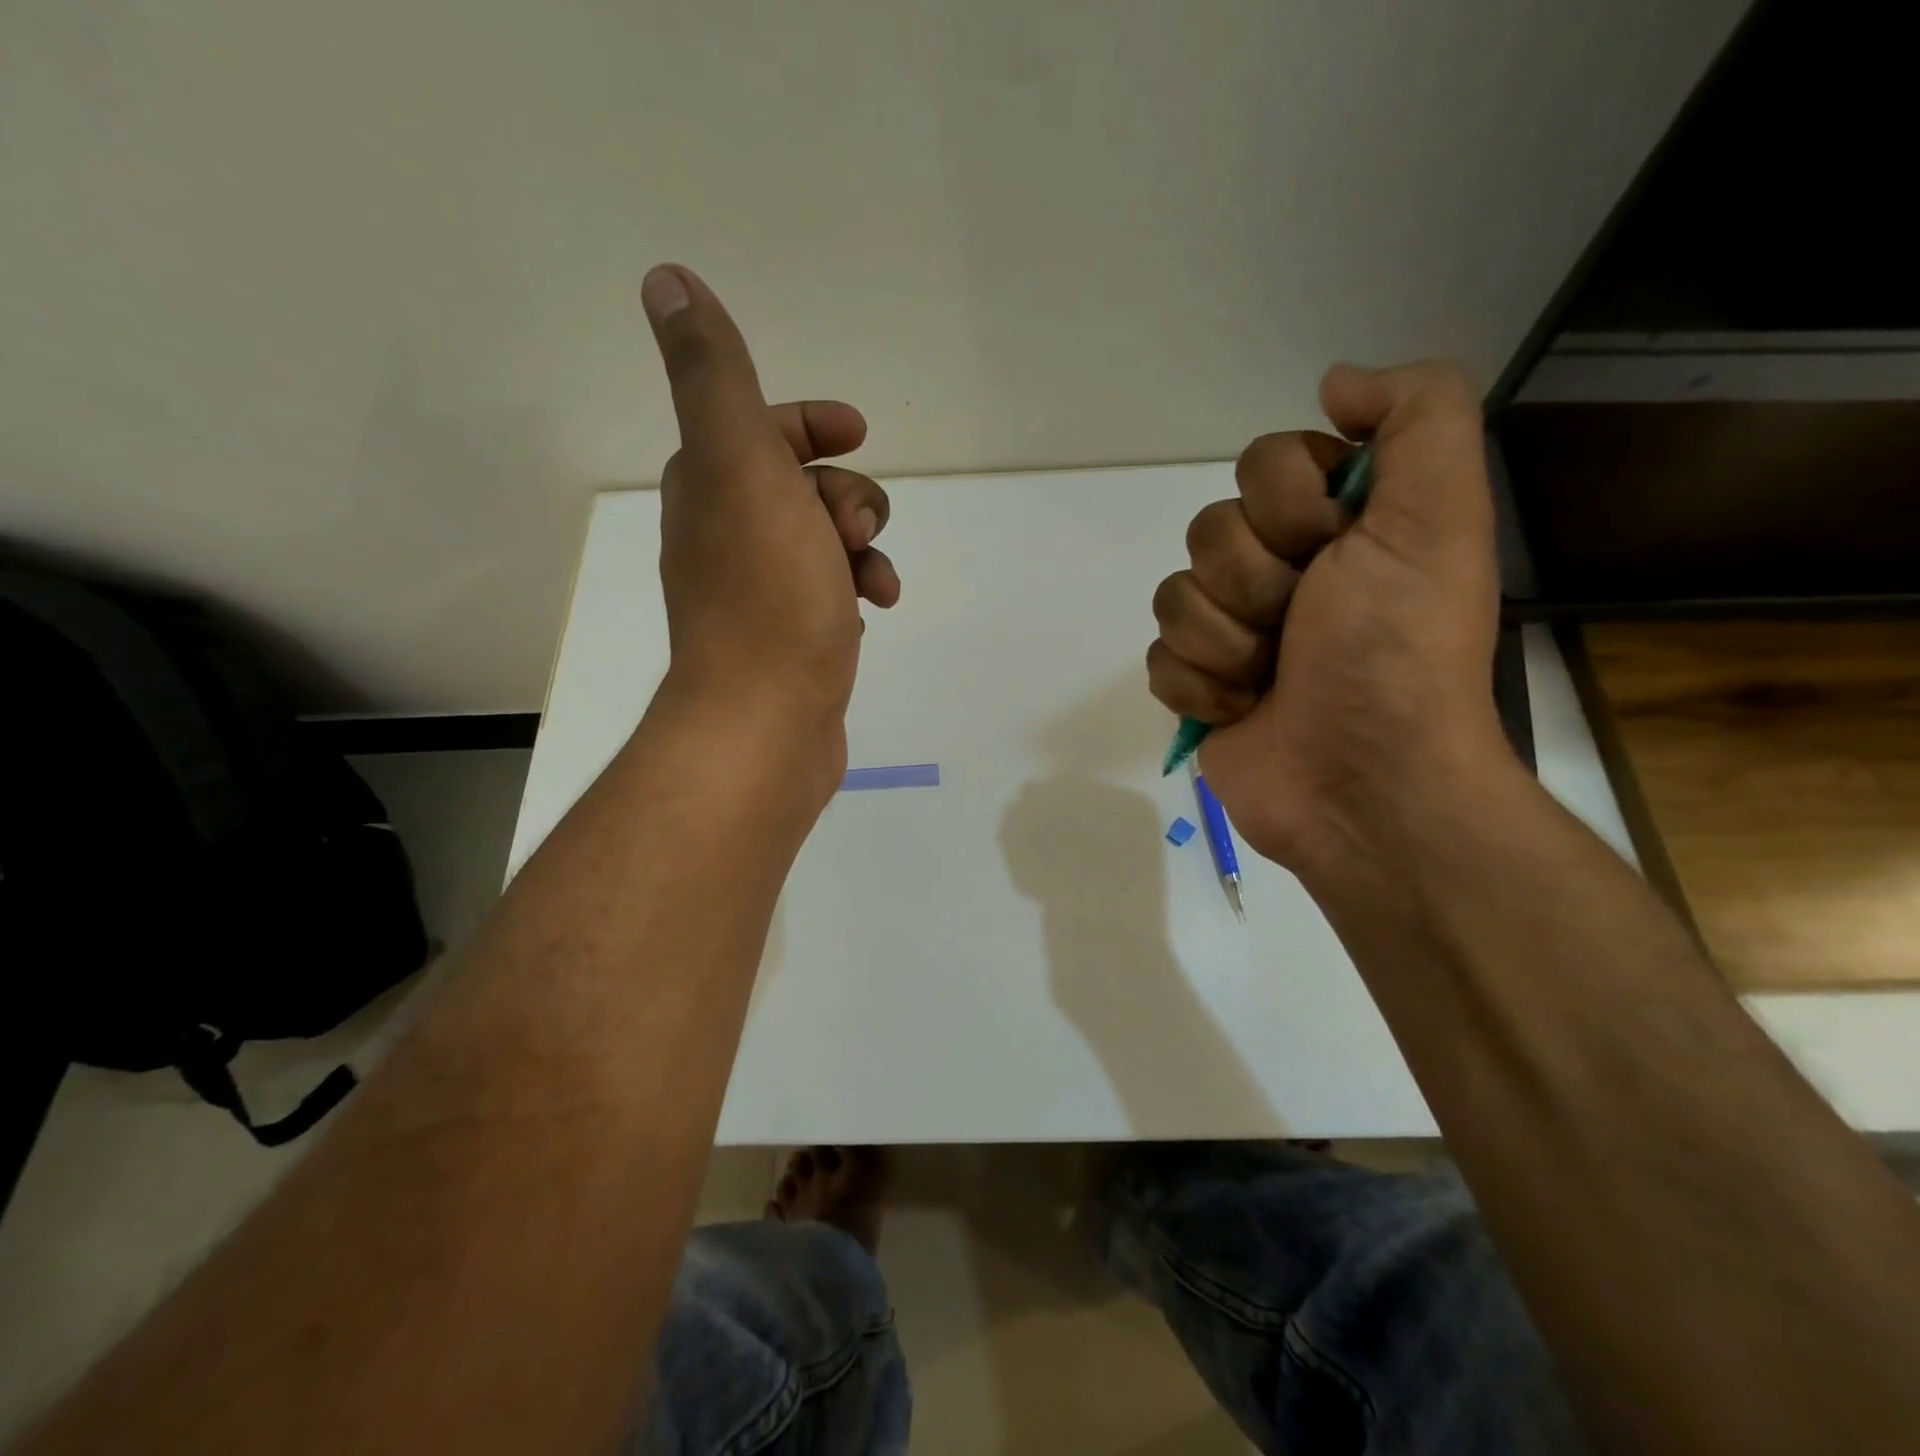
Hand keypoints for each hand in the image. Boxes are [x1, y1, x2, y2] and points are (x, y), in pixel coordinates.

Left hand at [641, 264, 898, 784]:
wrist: (766, 721)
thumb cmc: (767, 596)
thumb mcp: (743, 466)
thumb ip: (713, 376)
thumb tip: (666, 279)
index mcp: (710, 489)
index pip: (758, 428)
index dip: (810, 422)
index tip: (857, 433)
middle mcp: (726, 536)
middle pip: (803, 485)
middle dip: (846, 495)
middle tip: (855, 531)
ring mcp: (759, 593)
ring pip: (826, 541)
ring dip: (863, 545)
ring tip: (877, 581)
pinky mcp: (791, 639)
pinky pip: (833, 591)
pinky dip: (859, 588)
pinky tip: (876, 610)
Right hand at [1147, 362, 1507, 870]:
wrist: (1363, 784)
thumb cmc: (1397, 654)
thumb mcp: (1438, 518)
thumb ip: (1417, 418)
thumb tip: (1336, 381)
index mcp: (1338, 525)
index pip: (1262, 462)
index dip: (1287, 506)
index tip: (1333, 551)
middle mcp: (1282, 570)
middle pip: (1209, 531)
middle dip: (1254, 584)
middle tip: (1302, 627)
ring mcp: (1234, 632)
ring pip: (1174, 596)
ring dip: (1225, 642)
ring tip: (1272, 679)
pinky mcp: (1199, 686)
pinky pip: (1158, 658)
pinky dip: (1199, 687)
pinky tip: (1240, 710)